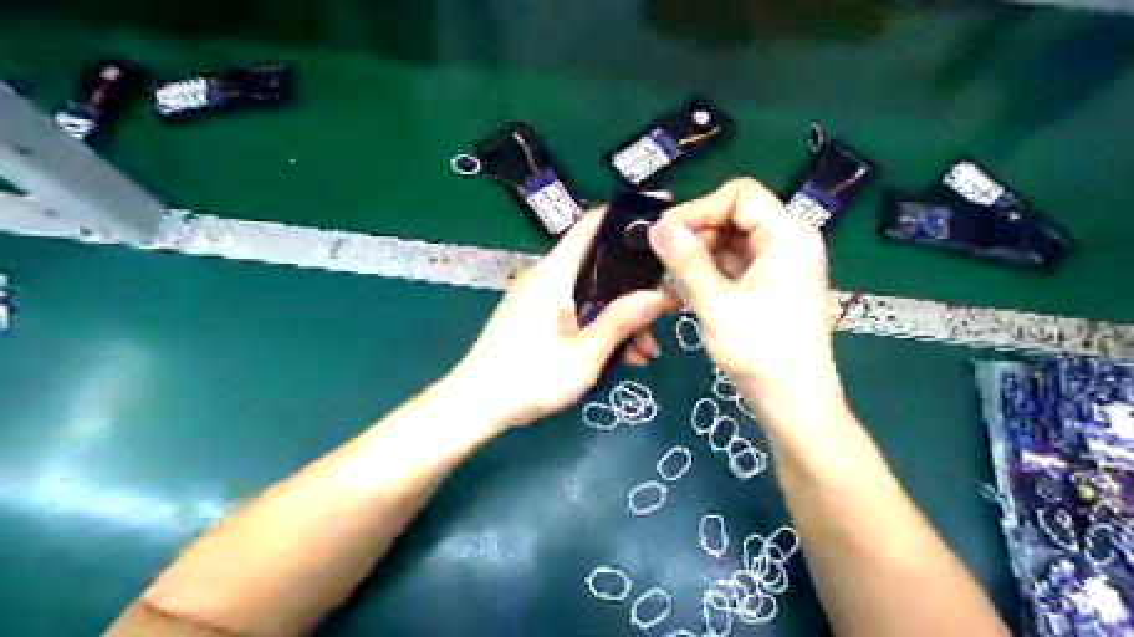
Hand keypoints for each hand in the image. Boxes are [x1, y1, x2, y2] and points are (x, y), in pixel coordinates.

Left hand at [452, 206, 676, 429]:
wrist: (475, 405)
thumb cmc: (529, 378)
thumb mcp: (585, 355)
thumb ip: (621, 321)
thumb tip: (660, 294)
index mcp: (555, 273)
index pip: (593, 225)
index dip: (628, 220)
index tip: (664, 229)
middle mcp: (548, 277)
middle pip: (600, 265)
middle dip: (635, 289)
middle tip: (666, 314)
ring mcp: (542, 298)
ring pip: (593, 294)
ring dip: (621, 317)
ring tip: (644, 352)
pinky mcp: (539, 317)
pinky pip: (578, 311)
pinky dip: (601, 327)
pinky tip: (622, 357)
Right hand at [647, 177, 840, 409]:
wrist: (795, 401)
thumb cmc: (760, 350)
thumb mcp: (717, 303)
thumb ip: (686, 261)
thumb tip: (656, 226)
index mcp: (787, 235)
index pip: (739, 194)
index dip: (699, 208)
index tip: (665, 233)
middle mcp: (790, 241)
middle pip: (736, 215)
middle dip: (697, 233)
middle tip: (663, 259)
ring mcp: (784, 263)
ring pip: (734, 241)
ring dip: (700, 254)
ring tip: (670, 278)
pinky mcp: (775, 284)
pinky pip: (739, 264)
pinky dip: (712, 271)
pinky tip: (687, 289)